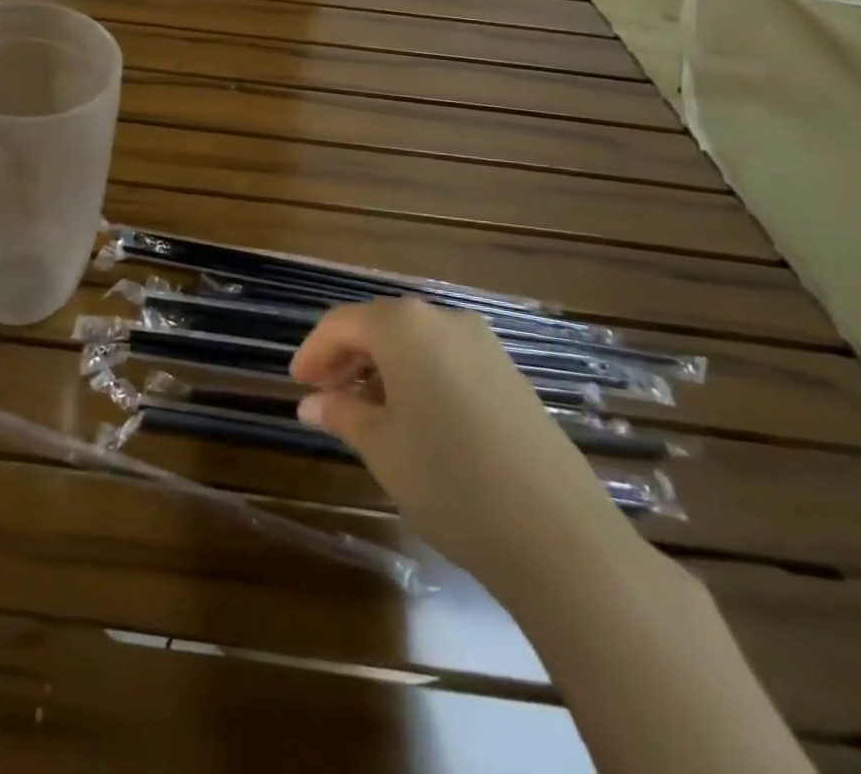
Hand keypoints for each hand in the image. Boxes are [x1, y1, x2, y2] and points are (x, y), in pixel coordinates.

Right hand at [291, 298, 643, 596]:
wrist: (563, 540)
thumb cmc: (450, 482)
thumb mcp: (381, 447)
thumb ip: (342, 414)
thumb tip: (311, 403)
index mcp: (405, 327)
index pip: (342, 324)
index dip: (313, 352)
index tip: (297, 384)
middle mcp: (444, 321)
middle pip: (380, 327)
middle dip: (347, 358)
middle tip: (325, 396)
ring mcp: (485, 347)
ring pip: (415, 343)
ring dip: (383, 369)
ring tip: (365, 411)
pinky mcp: (511, 377)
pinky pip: (447, 360)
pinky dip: (419, 378)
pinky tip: (414, 420)